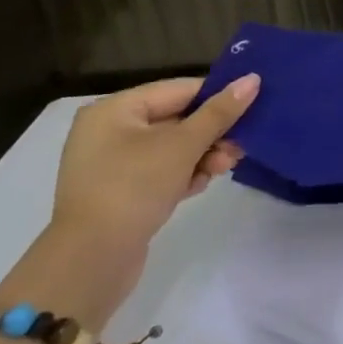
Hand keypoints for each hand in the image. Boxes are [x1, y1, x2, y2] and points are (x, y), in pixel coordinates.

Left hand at [26, 76, 259, 324]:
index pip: (179, 90)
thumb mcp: (183, 146)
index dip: (217, 97)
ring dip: (203, 155)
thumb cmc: (134, 188)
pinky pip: (161, 171)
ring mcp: (112, 165)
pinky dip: (184, 174)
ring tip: (225, 168)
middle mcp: (109, 131)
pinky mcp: (120, 193)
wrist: (90, 264)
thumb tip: (253, 79)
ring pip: (172, 148)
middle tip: (240, 146)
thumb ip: (220, 112)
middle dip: (212, 133)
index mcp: (115, 110)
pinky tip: (201, 185)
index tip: (252, 109)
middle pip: (177, 119)